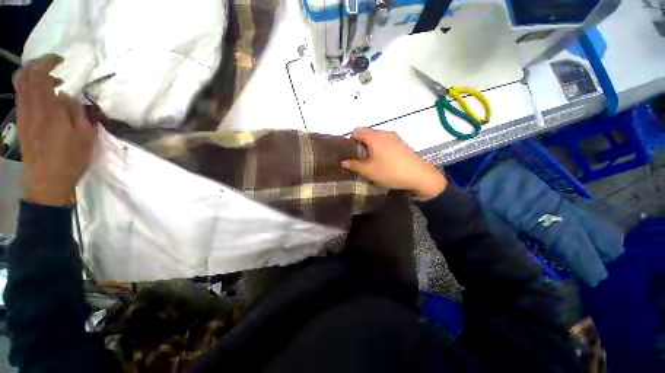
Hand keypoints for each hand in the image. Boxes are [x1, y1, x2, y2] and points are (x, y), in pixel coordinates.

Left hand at [13, 55, 96, 206]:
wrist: (47, 182)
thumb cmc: (70, 159)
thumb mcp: (84, 137)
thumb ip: (77, 112)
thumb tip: (69, 96)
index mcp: (48, 111)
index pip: (40, 75)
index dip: (47, 62)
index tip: (61, 61)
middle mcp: (31, 108)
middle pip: (25, 76)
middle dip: (37, 64)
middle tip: (53, 66)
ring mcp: (23, 116)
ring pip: (20, 85)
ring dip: (33, 76)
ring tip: (51, 81)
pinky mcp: (21, 123)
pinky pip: (21, 97)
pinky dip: (30, 88)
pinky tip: (43, 96)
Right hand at [342, 128, 446, 199]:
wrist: (420, 176)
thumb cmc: (390, 172)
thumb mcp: (369, 171)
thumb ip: (354, 165)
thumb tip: (343, 162)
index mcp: (374, 137)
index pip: (356, 131)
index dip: (350, 141)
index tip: (350, 154)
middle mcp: (385, 133)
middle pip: (367, 133)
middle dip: (360, 145)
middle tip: (359, 160)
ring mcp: (395, 137)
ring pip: (377, 138)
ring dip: (371, 147)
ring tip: (371, 162)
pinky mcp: (402, 143)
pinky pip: (386, 142)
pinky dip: (380, 148)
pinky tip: (384, 161)